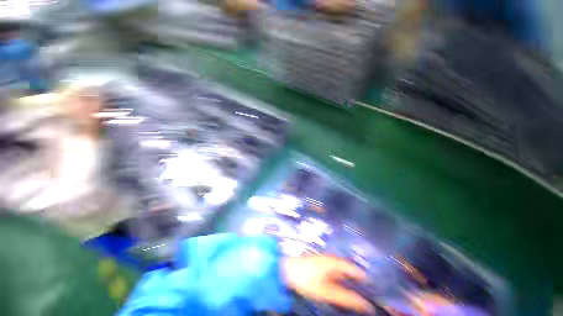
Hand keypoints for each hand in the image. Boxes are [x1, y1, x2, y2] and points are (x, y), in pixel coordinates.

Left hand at [281, 254, 373, 314]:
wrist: (287, 269)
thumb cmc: (307, 280)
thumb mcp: (327, 292)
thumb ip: (345, 297)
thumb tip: (364, 304)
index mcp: (334, 262)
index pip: (353, 268)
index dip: (363, 277)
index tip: (371, 287)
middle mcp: (331, 258)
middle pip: (347, 267)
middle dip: (356, 277)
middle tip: (364, 290)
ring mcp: (324, 259)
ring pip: (340, 268)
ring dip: (347, 277)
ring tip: (354, 288)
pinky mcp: (318, 262)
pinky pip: (333, 268)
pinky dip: (339, 276)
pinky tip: (338, 283)